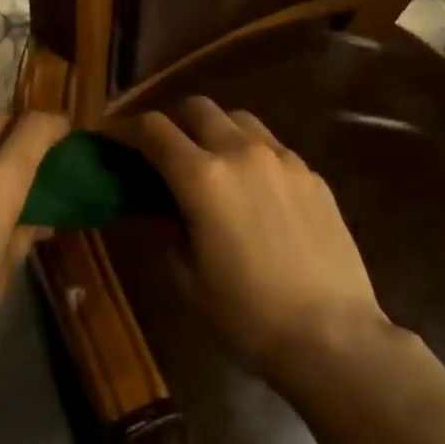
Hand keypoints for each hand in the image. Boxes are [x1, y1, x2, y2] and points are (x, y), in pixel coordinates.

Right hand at [123, 98, 390, 377]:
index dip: (125, 129)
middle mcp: (241, 152)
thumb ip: (167, 230)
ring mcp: (284, 159)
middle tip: (164, 150)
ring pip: (240, 120)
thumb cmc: (247, 314)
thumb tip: (157, 209)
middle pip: (198, 107)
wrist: (332, 336)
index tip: (112, 138)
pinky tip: (256, 190)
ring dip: (216, 130)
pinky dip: (253, 154)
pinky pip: (274, 147)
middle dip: (173, 120)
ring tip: (213, 162)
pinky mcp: (313, 175)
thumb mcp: (189, 278)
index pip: (153, 130)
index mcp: (202, 177)